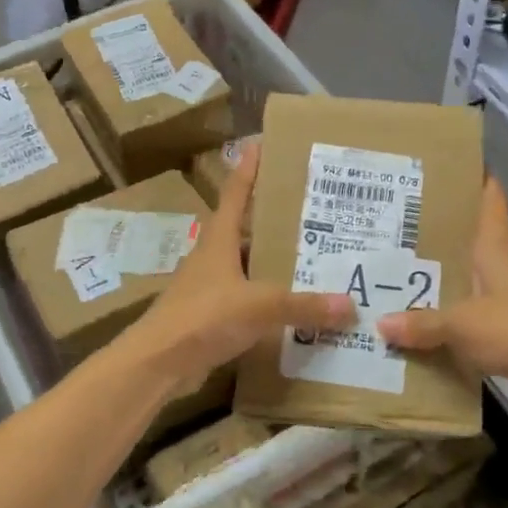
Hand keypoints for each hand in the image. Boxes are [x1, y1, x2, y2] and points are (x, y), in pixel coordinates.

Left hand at [124, 143, 352, 394]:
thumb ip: (304, 305)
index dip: (249, 169)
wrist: (157, 364)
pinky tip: (293, 307)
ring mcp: (210, 287)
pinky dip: (269, 299)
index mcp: (219, 240)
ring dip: (274, 263)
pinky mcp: (211, 316)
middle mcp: (214, 257)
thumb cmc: (203, 317)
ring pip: (249, 266)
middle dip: (275, 220)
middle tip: (312, 211)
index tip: (260, 144)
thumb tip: (350, 305)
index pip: (237, 194)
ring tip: (313, 259)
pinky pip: (248, 299)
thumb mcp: (259, 306)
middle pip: (246, 230)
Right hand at [376, 177, 507, 413]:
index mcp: (495, 253)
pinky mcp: (507, 338)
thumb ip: (423, 323)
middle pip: (471, 246)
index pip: (490, 206)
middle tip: (398, 227)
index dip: (480, 182)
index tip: (458, 164)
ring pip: (466, 287)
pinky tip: (419, 331)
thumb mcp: (462, 322)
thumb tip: (380, 324)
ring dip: (440, 285)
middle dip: (440, 238)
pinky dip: (447, 327)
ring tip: (397, 279)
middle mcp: (501, 273)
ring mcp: (507, 306)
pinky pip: (468, 326)